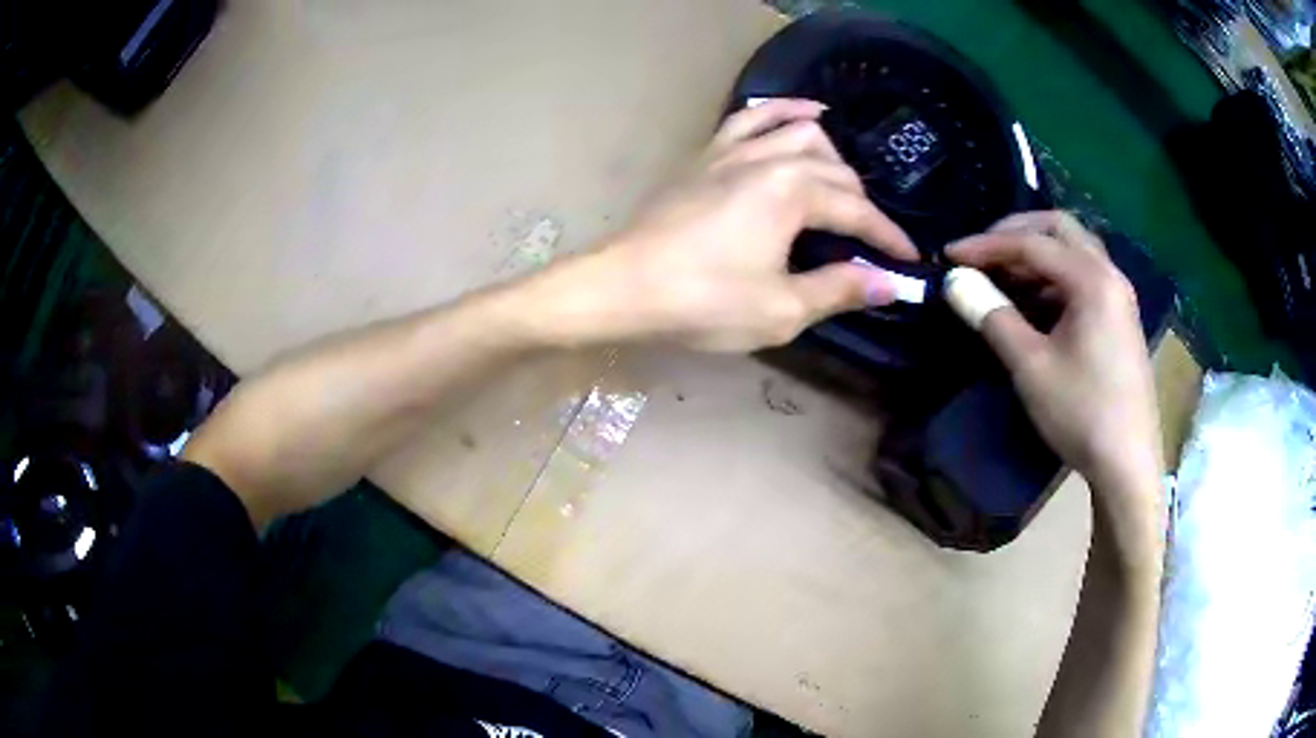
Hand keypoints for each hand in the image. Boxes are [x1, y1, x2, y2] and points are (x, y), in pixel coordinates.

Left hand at [583, 99, 917, 351]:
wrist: (623, 286)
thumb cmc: (703, 301)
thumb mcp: (781, 309)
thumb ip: (840, 289)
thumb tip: (890, 283)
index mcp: (793, 193)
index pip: (857, 212)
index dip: (888, 238)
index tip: (910, 260)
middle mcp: (769, 158)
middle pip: (835, 170)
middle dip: (861, 205)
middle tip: (868, 242)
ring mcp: (734, 149)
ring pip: (801, 132)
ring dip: (833, 157)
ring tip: (846, 184)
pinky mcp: (707, 153)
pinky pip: (752, 118)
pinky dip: (784, 110)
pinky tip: (805, 113)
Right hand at [947, 211, 1162, 496]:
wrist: (1127, 464)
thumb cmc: (1082, 413)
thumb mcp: (1031, 367)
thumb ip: (992, 316)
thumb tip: (953, 281)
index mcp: (1092, 280)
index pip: (1032, 243)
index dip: (986, 245)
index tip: (949, 255)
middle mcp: (1110, 274)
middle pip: (1059, 229)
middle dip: (1016, 233)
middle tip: (982, 252)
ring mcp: (1119, 295)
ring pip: (1074, 250)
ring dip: (1037, 254)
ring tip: (1003, 276)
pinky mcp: (1120, 317)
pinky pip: (1084, 276)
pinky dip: (1054, 276)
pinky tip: (1035, 303)